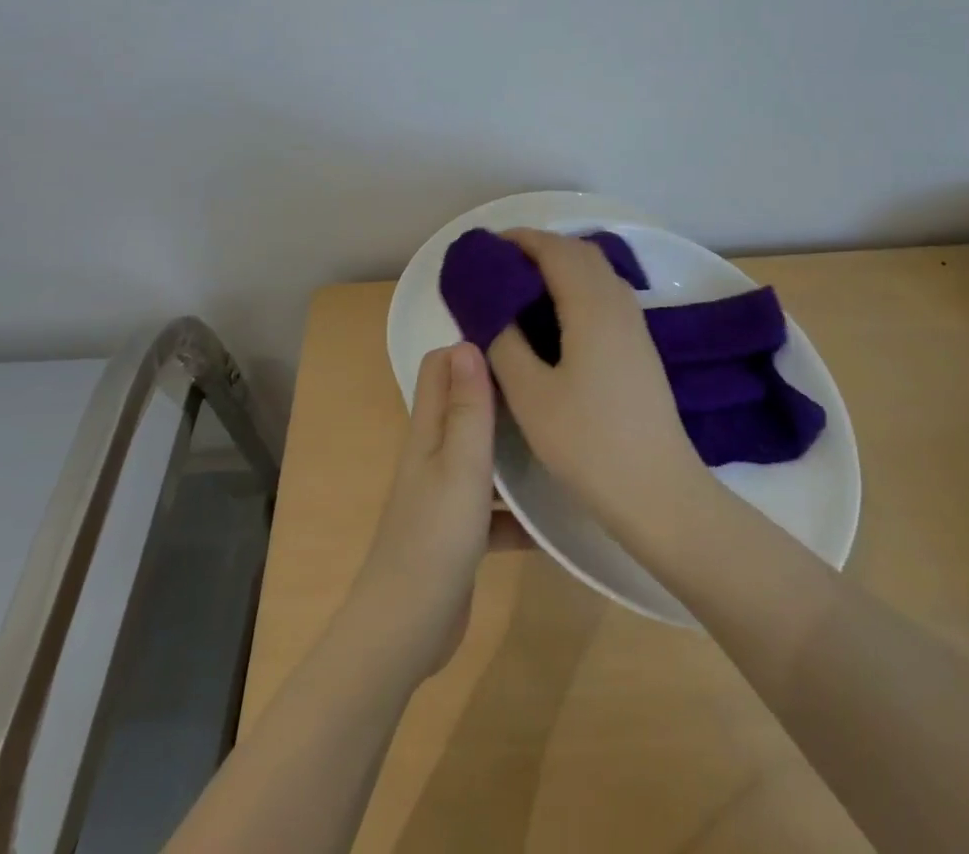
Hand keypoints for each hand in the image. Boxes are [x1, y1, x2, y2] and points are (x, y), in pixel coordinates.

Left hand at [347, 342, 525, 681]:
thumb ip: (466, 407)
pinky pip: (496, 508)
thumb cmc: (434, 538)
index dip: (471, 345)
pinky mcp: (460, 532)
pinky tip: (558, 515)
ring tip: (564, 434)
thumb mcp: (460, 466)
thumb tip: (467, 341)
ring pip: (485, 455)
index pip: (440, 366)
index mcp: (428, 431)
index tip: (519, 337)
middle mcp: (434, 454)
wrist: (405, 632)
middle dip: (503, 391)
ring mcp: (446, 495)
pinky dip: (520, 510)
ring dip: (516, 448)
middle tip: (552, 380)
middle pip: (466, 406)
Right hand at [487, 229, 712, 543]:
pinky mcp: (640, 344)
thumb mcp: (530, 396)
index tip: (487, 247)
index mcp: (592, 306)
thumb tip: (491, 311)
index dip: (521, 240)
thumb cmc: (589, 443)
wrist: (658, 488)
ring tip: (523, 287)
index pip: (555, 250)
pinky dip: (577, 286)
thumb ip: (505, 344)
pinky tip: (557, 317)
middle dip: (540, 248)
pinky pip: (606, 293)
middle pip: (580, 252)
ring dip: (561, 265)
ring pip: (597, 272)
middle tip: (500, 266)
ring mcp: (634, 323)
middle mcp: (618, 302)